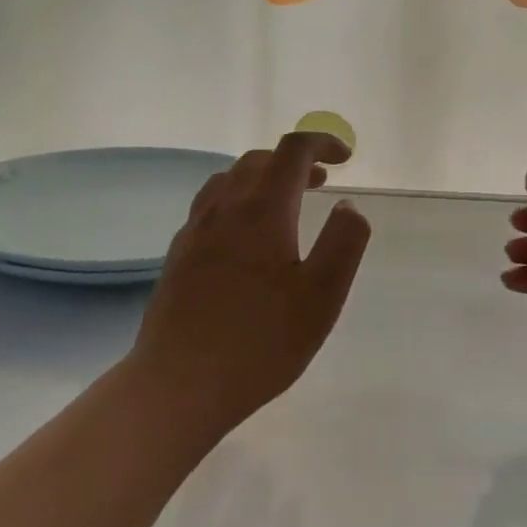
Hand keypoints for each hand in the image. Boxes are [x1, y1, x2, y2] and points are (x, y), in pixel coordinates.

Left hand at [131, 132, 371, 427]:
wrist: (178, 383)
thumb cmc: (260, 341)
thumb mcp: (322, 295)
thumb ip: (344, 241)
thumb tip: (348, 204)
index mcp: (262, 210)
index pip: (292, 151)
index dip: (322, 142)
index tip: (346, 156)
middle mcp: (224, 208)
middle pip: (258, 160)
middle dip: (294, 160)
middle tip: (322, 180)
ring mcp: (195, 230)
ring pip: (229, 180)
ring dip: (263, 178)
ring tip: (286, 201)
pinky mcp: (178, 255)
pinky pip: (211, 206)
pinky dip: (238, 200)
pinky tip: (246, 236)